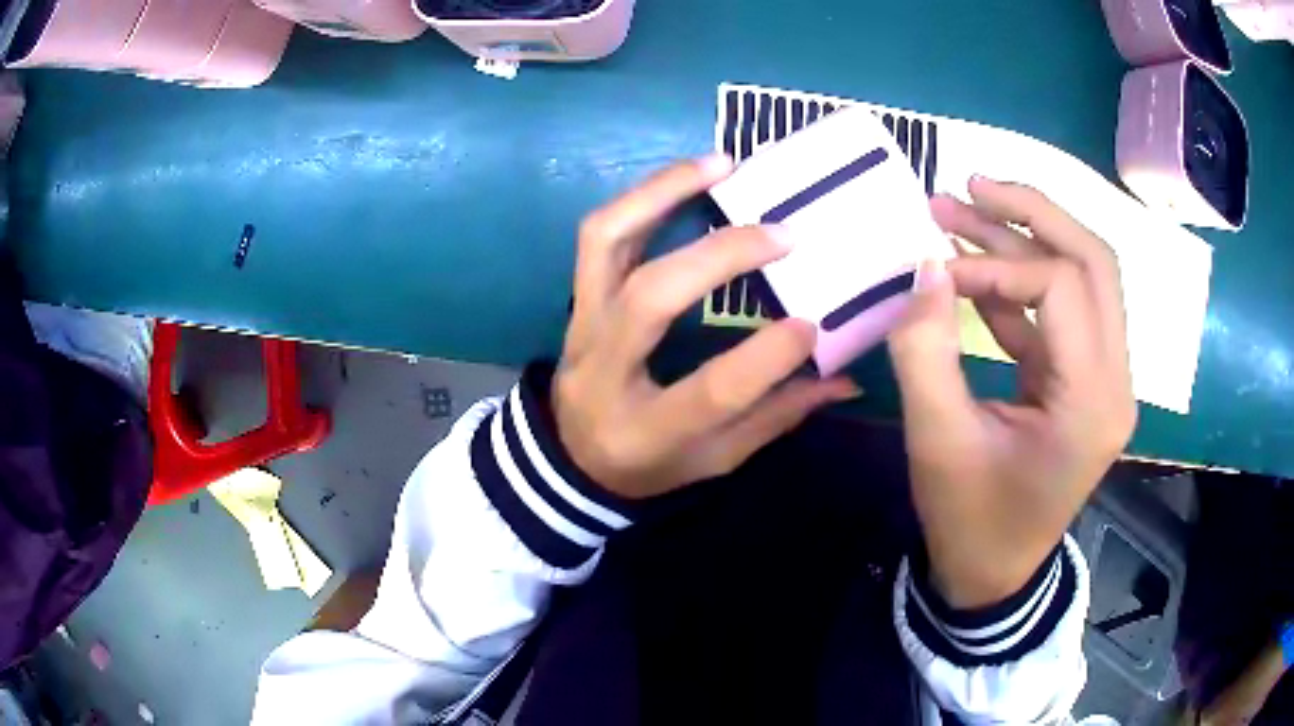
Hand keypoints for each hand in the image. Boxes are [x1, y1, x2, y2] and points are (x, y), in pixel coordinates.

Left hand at [552, 156, 857, 499]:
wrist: (572, 453)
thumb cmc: (649, 462)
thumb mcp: (714, 458)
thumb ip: (776, 415)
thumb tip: (845, 379)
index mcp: (647, 429)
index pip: (712, 391)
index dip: (766, 356)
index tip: (813, 323)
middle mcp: (605, 369)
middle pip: (652, 299)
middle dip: (722, 257)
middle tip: (783, 234)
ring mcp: (582, 324)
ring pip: (607, 242)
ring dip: (664, 193)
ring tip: (722, 166)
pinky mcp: (578, 297)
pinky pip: (601, 234)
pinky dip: (645, 197)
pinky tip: (692, 176)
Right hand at [888, 176, 1136, 607]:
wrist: (993, 575)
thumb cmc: (970, 521)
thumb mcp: (938, 442)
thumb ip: (925, 350)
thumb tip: (923, 265)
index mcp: (1092, 401)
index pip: (1063, 287)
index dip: (998, 266)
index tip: (935, 270)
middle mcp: (1115, 379)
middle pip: (1094, 261)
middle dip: (1033, 212)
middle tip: (971, 182)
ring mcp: (1105, 379)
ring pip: (1083, 277)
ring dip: (1025, 238)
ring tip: (962, 209)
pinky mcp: (1085, 382)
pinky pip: (1062, 313)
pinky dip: (1021, 283)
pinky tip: (974, 268)